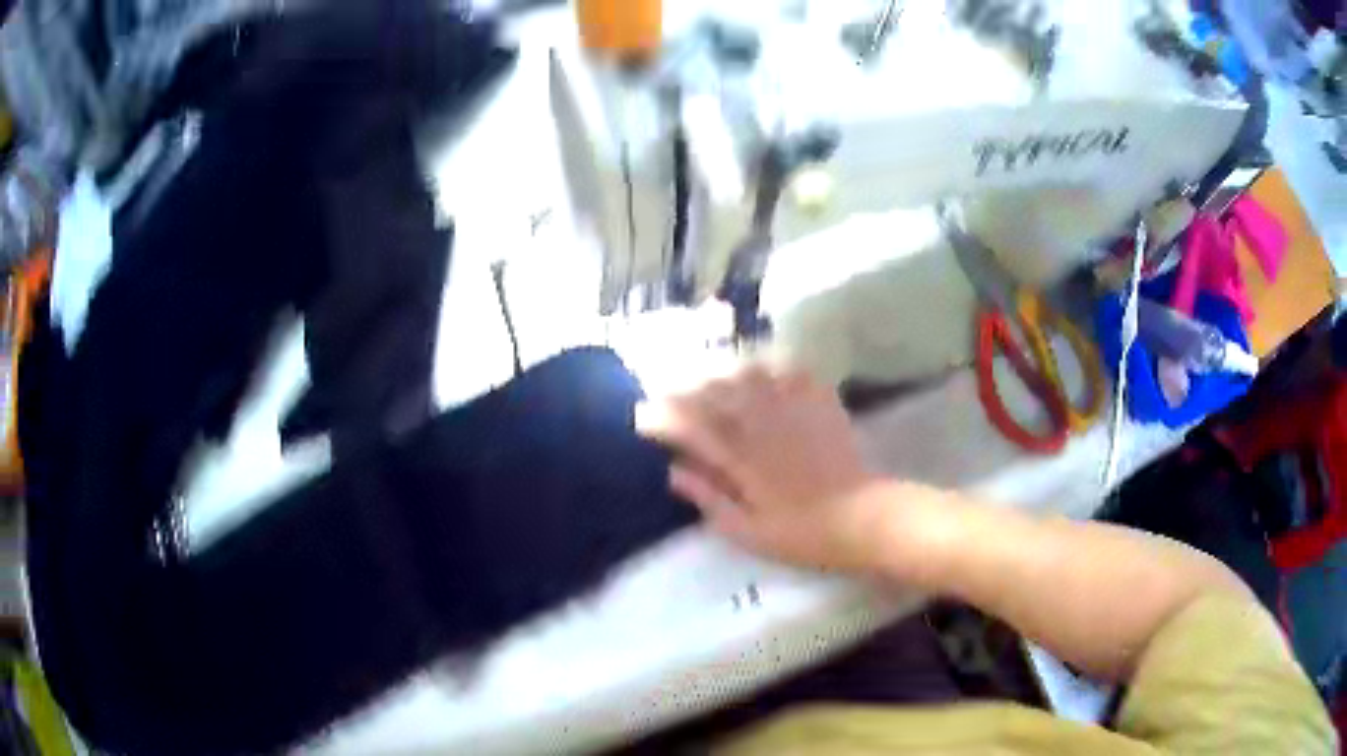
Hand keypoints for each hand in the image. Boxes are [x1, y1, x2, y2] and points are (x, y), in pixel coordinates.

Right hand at [635, 363, 887, 573]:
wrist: (861, 519)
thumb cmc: (800, 534)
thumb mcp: (746, 531)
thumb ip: (708, 498)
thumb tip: (672, 472)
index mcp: (740, 458)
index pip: (690, 426)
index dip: (662, 417)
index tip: (642, 416)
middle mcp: (761, 425)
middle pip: (715, 392)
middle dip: (687, 388)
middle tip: (671, 392)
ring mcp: (793, 410)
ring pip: (750, 374)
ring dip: (726, 372)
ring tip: (714, 378)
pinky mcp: (820, 404)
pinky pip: (793, 372)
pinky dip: (774, 368)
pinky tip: (766, 372)